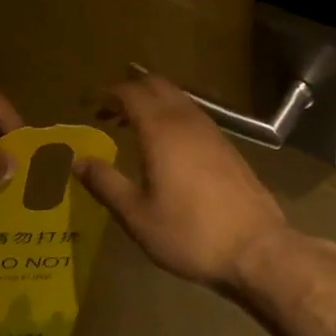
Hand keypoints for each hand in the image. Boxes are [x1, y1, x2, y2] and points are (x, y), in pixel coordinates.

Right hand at [74, 73, 287, 289]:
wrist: (256, 249)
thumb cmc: (190, 233)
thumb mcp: (137, 216)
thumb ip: (106, 184)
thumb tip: (79, 161)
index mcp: (161, 131)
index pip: (131, 92)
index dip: (107, 93)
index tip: (88, 104)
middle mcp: (187, 121)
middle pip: (157, 86)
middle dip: (130, 91)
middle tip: (108, 112)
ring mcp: (212, 132)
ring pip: (179, 99)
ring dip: (153, 103)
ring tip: (132, 127)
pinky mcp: (228, 147)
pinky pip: (194, 116)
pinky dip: (172, 116)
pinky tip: (167, 146)